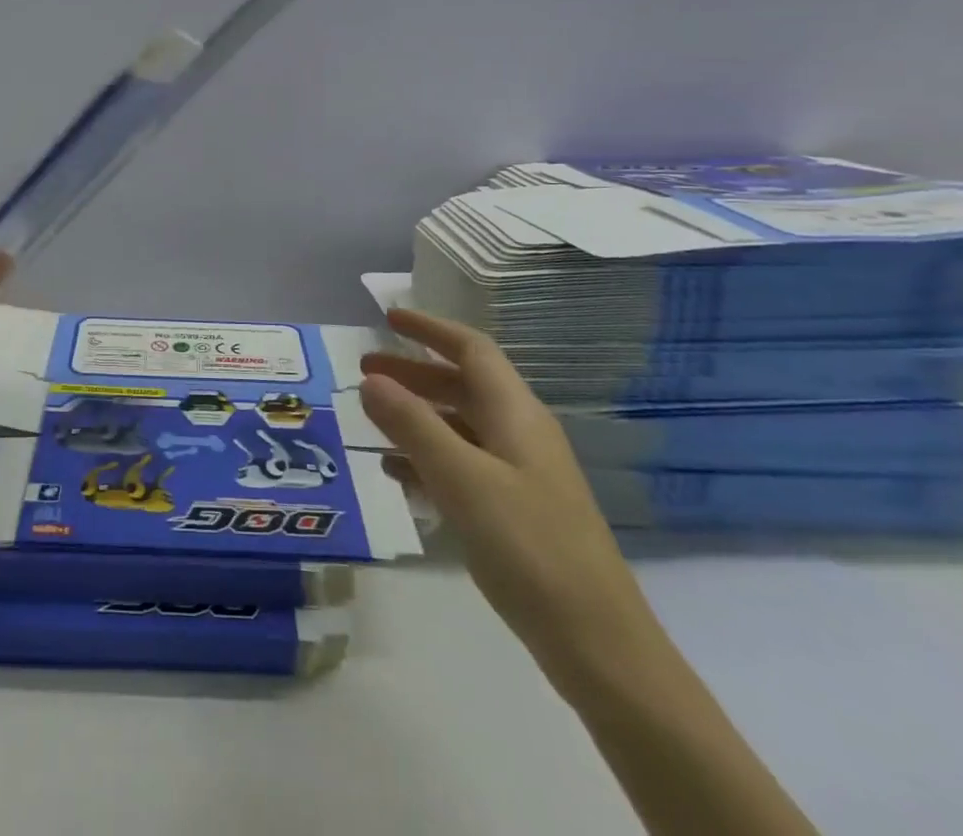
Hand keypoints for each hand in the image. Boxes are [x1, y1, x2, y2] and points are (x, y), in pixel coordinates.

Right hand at [359, 307, 664, 695]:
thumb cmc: (529, 547)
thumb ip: (412, 425)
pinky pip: (463, 466)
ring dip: (415, 417)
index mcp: (515, 414)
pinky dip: (427, 459)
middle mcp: (520, 434)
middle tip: (364, 374)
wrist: (598, 644)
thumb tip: (371, 379)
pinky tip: (397, 475)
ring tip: (371, 422)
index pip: (471, 349)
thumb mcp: (462, 479)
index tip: (388, 318)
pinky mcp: (516, 511)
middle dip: (413, 374)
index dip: (430, 329)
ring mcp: (521, 474)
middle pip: (461, 386)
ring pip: (459, 427)